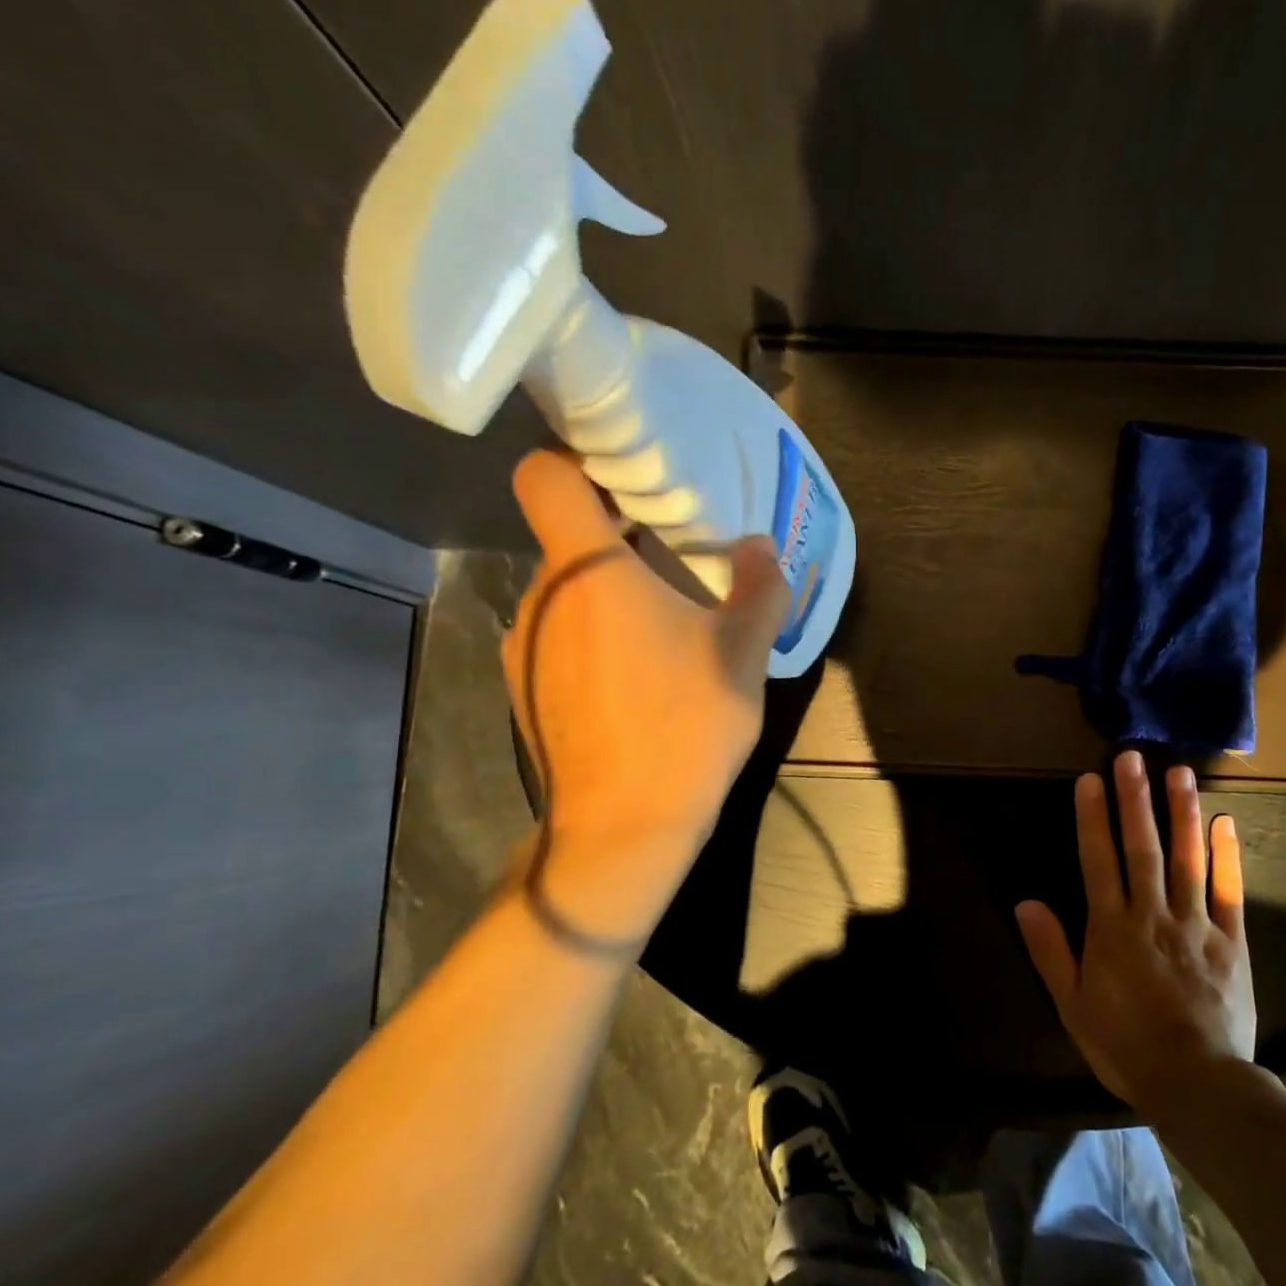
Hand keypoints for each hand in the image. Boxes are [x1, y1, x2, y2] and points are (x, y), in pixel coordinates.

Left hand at [503, 450, 788, 944]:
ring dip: (612, 588)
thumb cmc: (686, 723)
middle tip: (677, 544)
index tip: (629, 473)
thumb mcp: (744, 651)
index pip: (546, 475)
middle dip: (619, 530)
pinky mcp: (525, 687)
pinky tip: (641, 672)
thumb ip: (759, 587)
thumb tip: (761, 546)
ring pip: (566, 588)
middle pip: (566, 532)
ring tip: (667, 619)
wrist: (623, 826)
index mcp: (590, 571)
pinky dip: (595, 631)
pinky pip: (559, 633)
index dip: (578, 458)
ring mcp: (525, 646)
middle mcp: (542, 597)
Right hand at [1015, 750, 1256, 1110]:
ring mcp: (1195, 924)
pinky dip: (1227, 855)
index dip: (1093, 818)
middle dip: (1135, 800)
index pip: (1098, 860)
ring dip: (1181, 813)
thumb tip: (1026, 902)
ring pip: (1186, 859)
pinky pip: (1229, 891)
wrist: (1197, 1085)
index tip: (1091, 779)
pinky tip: (1224, 821)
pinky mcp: (1231, 941)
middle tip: (1132, 757)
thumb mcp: (1073, 1005)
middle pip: (1142, 847)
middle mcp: (1152, 914)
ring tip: (1179, 772)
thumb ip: (1051, 951)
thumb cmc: (1126, 1045)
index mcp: (1112, 928)